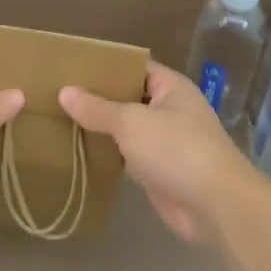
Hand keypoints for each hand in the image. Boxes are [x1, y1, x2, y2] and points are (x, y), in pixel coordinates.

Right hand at [59, 61, 257, 243]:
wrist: (214, 205)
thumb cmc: (176, 149)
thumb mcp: (132, 122)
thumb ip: (98, 108)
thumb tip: (64, 91)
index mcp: (170, 87)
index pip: (134, 66)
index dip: (105, 65)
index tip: (71, 66)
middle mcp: (169, 109)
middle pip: (128, 97)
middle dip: (97, 97)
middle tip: (56, 93)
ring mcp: (164, 142)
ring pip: (126, 128)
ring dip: (100, 127)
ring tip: (59, 118)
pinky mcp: (157, 171)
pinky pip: (127, 155)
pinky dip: (107, 154)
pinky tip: (78, 150)